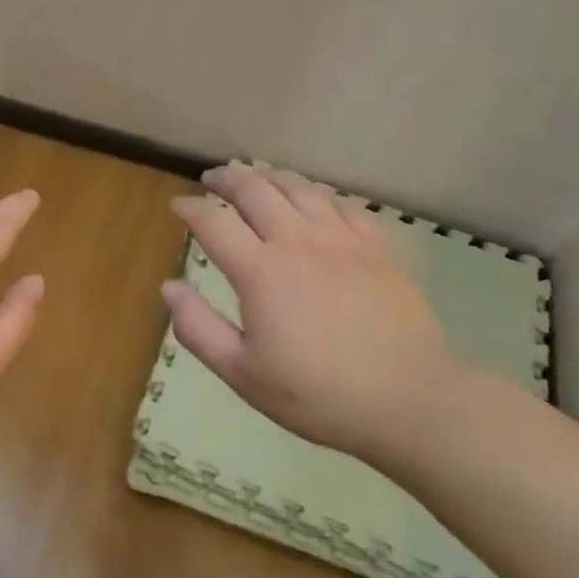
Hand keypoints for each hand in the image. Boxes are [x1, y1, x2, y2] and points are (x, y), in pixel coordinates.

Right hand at [165, 166, 463, 468]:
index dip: (190, 207)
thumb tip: (169, 287)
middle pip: (255, 189)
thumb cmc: (318, 394)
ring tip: (256, 178)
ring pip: (298, 187)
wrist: (409, 401)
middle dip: (227, 179)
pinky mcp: (377, 245)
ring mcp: (342, 238)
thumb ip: (199, 328)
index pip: (213, 222)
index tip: (178, 205)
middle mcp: (298, 240)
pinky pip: (341, 203)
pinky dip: (316, 193)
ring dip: (269, 177)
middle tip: (212, 179)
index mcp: (260, 271)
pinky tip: (312, 199)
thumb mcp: (243, 374)